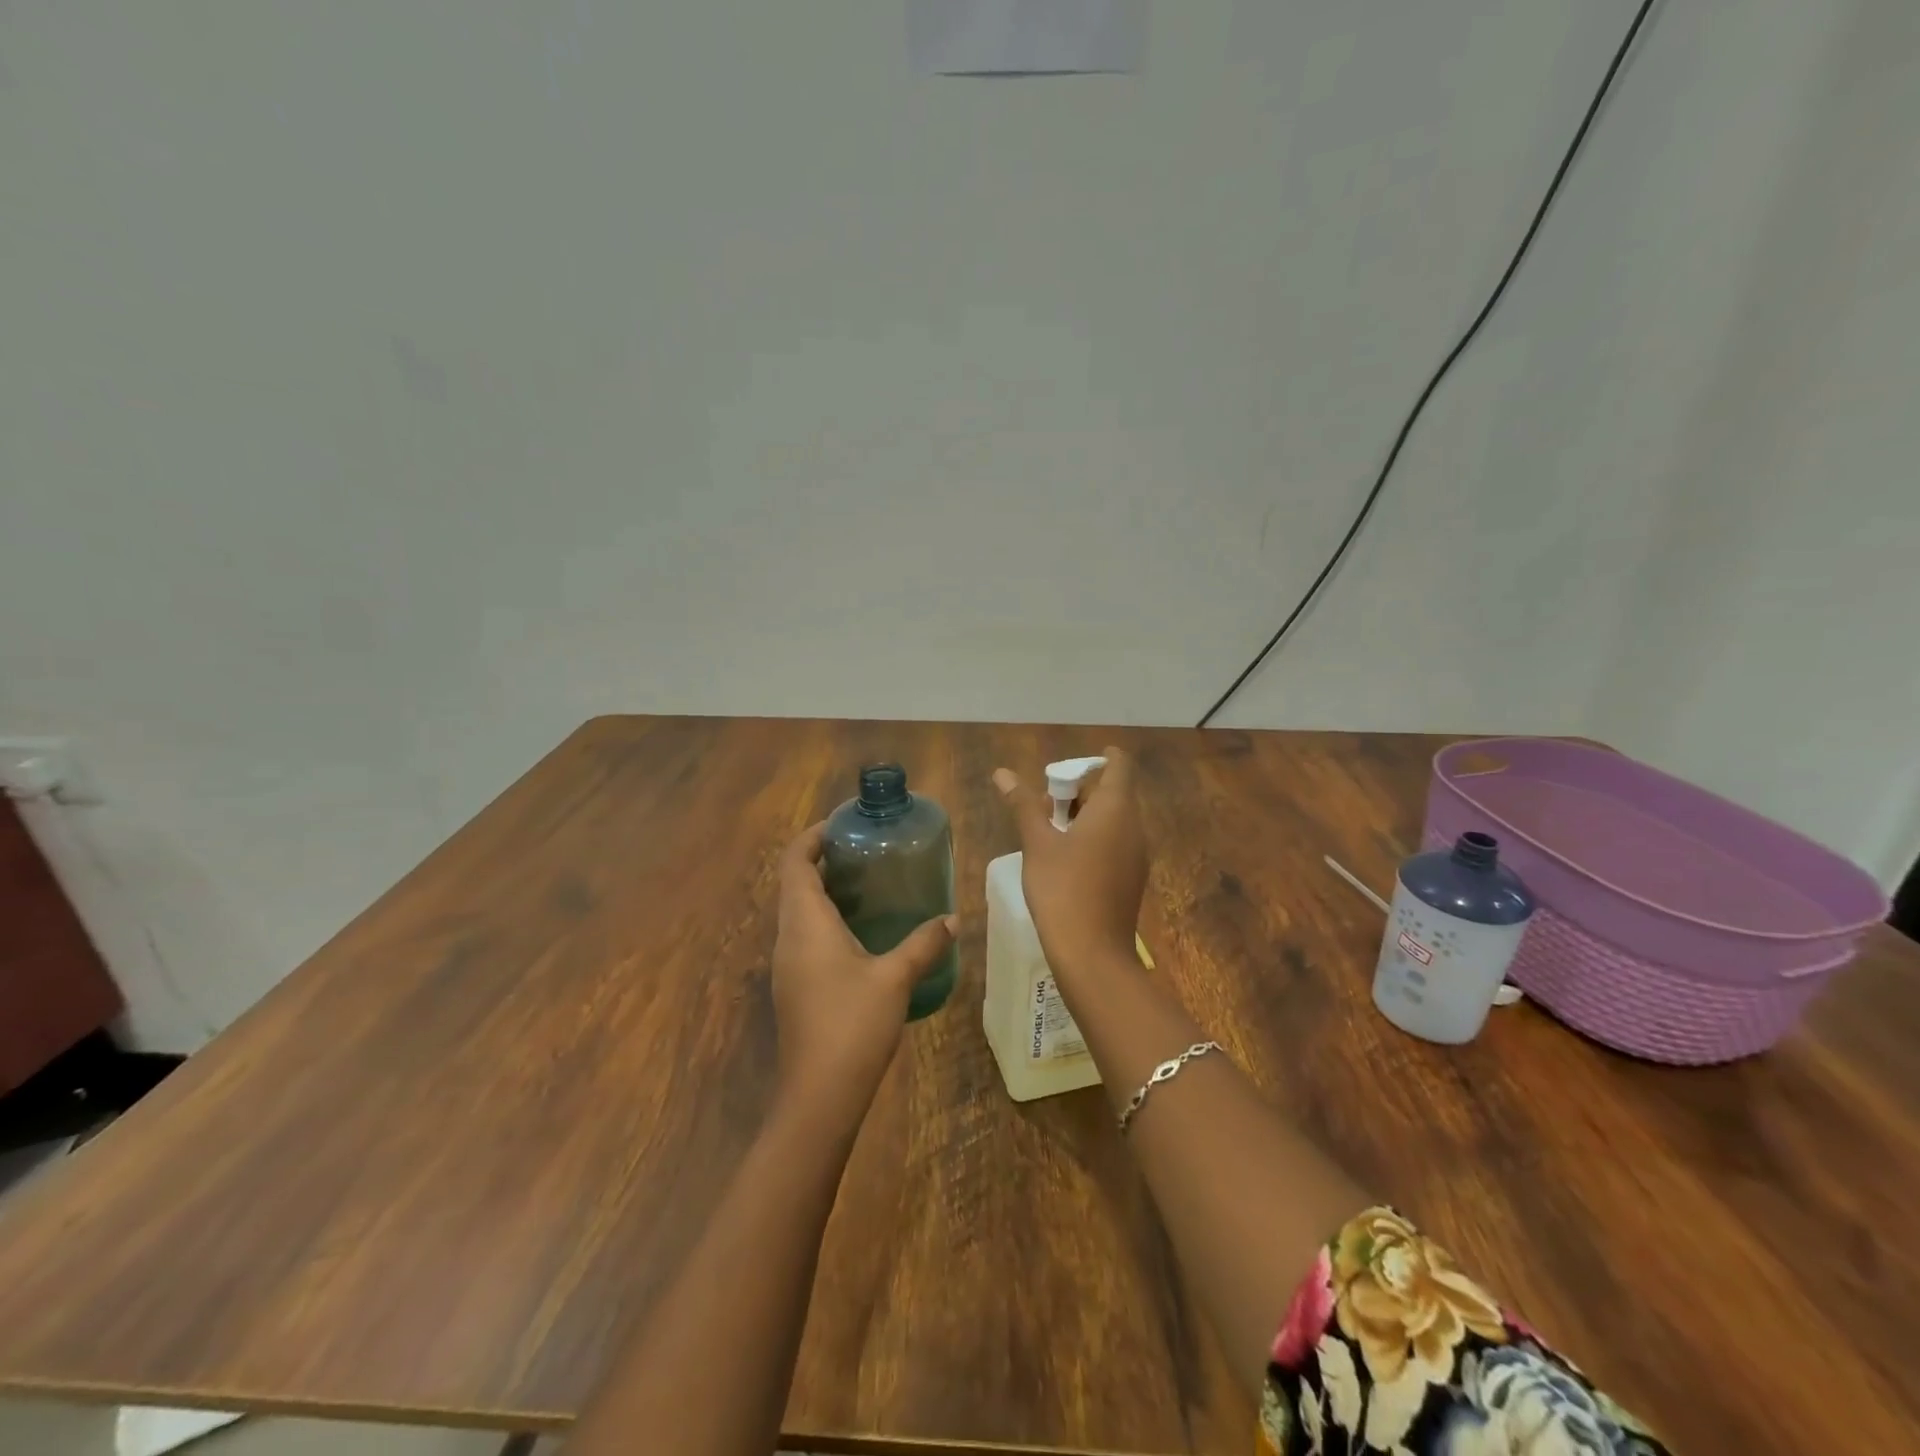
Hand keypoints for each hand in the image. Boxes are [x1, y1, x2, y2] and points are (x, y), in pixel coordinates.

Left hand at [771, 824, 957, 1136]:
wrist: (818, 1095)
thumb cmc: (852, 1024)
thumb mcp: (895, 978)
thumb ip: (924, 943)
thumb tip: (953, 918)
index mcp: (805, 923)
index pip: (794, 861)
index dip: (813, 837)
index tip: (844, 825)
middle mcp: (788, 937)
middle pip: (796, 883)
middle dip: (825, 860)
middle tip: (868, 851)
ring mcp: (788, 964)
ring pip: (800, 911)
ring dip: (827, 890)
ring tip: (871, 884)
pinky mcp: (795, 986)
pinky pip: (806, 936)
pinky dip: (829, 919)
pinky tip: (865, 932)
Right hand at [992, 745, 1148, 985]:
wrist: (1092, 954)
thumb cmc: (1062, 889)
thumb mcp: (1037, 844)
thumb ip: (1023, 805)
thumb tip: (1003, 773)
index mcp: (1115, 809)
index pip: (1119, 765)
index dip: (1099, 758)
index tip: (1069, 765)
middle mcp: (1134, 826)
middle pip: (1114, 792)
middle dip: (1081, 789)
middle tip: (1045, 799)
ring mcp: (1137, 854)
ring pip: (1115, 819)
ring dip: (1085, 814)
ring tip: (1048, 826)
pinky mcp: (1132, 877)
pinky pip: (1116, 842)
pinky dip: (1094, 837)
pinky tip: (1065, 856)